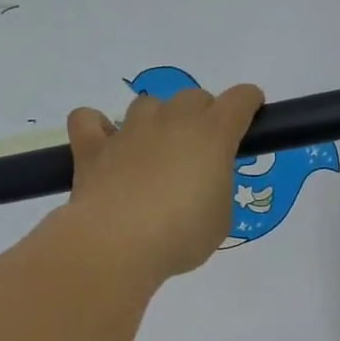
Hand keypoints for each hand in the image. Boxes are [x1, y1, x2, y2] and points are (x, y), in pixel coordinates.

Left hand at [59, 81, 265, 283]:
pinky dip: (97, 127)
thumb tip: (200, 185)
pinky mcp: (93, 147)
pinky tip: (104, 146)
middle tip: (199, 153)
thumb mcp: (220, 219)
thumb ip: (216, 190)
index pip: (239, 99)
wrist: (118, 243)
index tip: (250, 114)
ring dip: (156, 121)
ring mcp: (129, 130)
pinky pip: (89, 120)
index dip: (248, 103)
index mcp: (213, 135)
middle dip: (201, 116)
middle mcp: (172, 120)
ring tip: (153, 153)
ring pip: (147, 104)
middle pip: (193, 97)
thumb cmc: (182, 236)